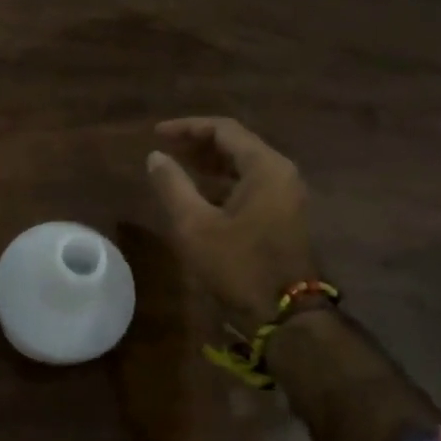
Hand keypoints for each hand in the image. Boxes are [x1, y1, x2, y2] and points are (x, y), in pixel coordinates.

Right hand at [146, 116, 319, 326]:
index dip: (187, 127)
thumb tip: (155, 157)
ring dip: (208, 163)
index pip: (223, 130)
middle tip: (164, 148)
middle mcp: (280, 174)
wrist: (284, 313)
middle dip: (197, 143)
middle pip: (236, 144)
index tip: (156, 134)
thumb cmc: (238, 264)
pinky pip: (248, 184)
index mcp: (265, 167)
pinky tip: (197, 193)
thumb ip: (172, 185)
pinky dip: (221, 182)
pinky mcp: (282, 215)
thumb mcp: (194, 224)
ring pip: (242, 165)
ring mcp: (285, 195)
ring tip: (175, 166)